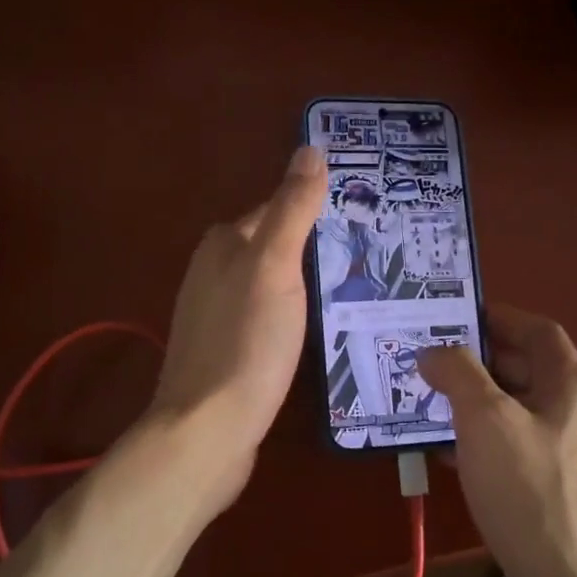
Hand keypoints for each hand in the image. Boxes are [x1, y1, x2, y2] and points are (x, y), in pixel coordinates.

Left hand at [146, 145, 327, 508]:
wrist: (208, 428)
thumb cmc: (246, 341)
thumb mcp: (275, 266)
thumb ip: (292, 208)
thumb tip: (310, 148)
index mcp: (223, 244)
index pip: (275, 209)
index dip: (315, 210)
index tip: (361, 221)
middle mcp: (212, 272)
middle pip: (272, 246)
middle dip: (312, 248)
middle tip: (367, 258)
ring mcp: (215, 315)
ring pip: (269, 284)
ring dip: (303, 284)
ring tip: (352, 292)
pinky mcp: (225, 351)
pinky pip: (265, 318)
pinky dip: (290, 316)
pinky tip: (314, 332)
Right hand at [417, 307, 576, 576]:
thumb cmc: (530, 493)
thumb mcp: (486, 422)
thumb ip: (459, 374)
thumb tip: (435, 351)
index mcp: (571, 386)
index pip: (539, 330)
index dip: (499, 317)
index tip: (456, 316)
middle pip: (527, 370)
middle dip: (478, 362)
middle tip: (431, 362)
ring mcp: (572, 456)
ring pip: (518, 413)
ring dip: (476, 404)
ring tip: (430, 405)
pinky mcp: (560, 492)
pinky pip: (517, 450)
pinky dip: (484, 443)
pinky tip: (449, 456)